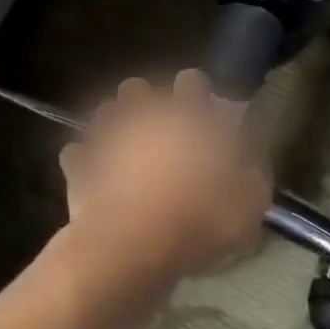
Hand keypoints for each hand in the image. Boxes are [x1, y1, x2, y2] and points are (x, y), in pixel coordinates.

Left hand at [59, 70, 271, 279]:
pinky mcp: (78, 167)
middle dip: (147, 102)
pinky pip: (77, 154)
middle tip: (160, 129)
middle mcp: (145, 116)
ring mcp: (106, 138)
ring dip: (116, 126)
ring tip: (126, 149)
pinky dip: (86, 162)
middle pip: (138, 88)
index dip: (198, 92)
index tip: (204, 109)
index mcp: (188, 117)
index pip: (193, 80)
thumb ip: (252, 179)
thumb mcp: (249, 205)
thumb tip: (250, 171)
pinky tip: (96, 176)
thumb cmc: (198, 219)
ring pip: (105, 113)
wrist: (131, 248)